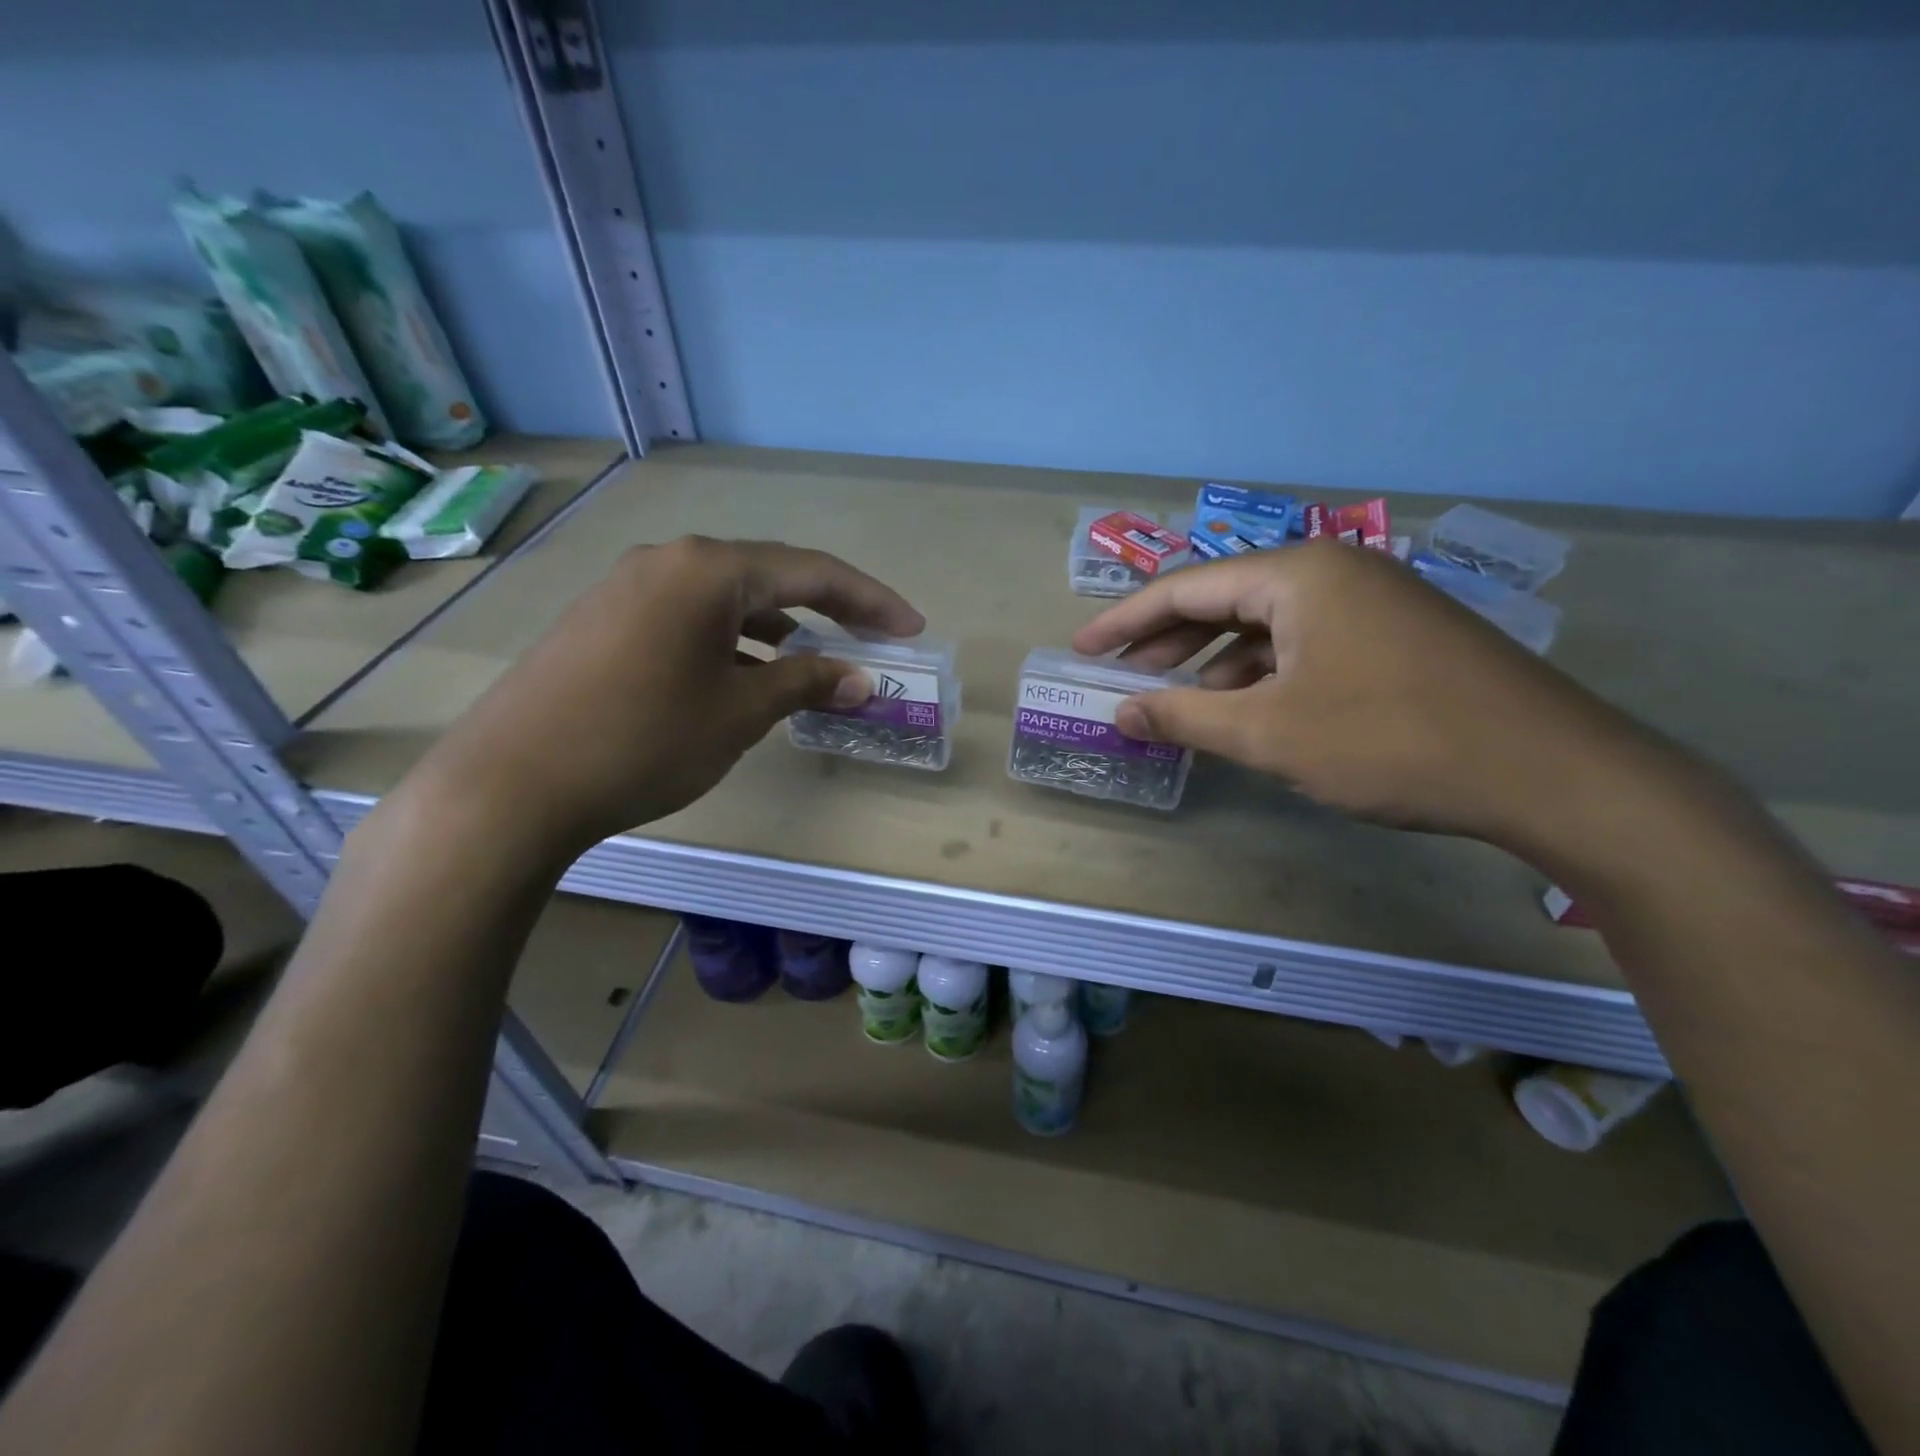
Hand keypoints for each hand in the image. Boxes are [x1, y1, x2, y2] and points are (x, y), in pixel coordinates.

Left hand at [395, 536, 922, 861]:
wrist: (511, 783)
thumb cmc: (644, 740)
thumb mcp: (739, 712)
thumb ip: (805, 684)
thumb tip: (860, 678)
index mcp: (709, 569)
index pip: (813, 572)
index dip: (871, 601)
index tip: (911, 628)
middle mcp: (670, 561)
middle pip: (770, 576)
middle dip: (827, 610)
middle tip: (872, 641)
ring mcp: (629, 586)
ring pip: (727, 598)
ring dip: (778, 628)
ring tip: (813, 665)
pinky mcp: (605, 618)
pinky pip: (689, 616)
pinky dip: (731, 640)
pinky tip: (743, 675)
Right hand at [1073, 539, 1658, 847]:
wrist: (1550, 773)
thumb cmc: (1391, 741)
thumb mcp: (1269, 733)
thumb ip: (1184, 717)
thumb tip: (1120, 713)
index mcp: (1297, 574)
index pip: (1185, 588)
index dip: (1125, 621)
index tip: (1082, 649)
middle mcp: (1333, 572)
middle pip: (1225, 600)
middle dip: (1166, 641)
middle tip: (1120, 676)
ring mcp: (1371, 602)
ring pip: (1266, 626)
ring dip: (1214, 664)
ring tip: (1173, 702)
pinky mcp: (1396, 636)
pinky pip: (1305, 645)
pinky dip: (1262, 675)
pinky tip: (1245, 710)